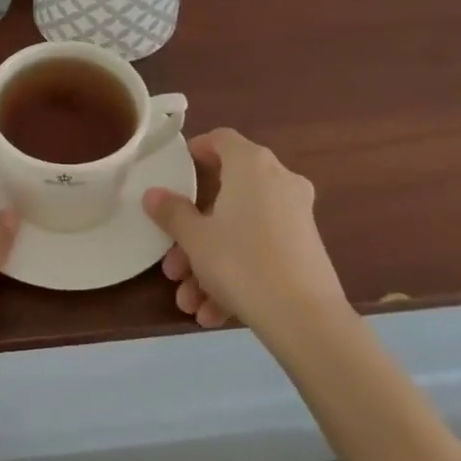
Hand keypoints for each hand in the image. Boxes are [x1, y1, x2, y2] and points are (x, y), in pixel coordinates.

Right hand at [142, 128, 347, 332]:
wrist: (307, 321)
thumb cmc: (242, 262)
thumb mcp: (195, 239)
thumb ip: (172, 213)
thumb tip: (153, 194)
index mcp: (251, 165)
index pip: (222, 139)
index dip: (198, 150)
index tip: (177, 170)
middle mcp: (278, 181)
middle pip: (226, 196)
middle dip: (194, 234)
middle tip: (173, 264)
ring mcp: (296, 216)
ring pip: (241, 231)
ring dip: (210, 264)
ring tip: (189, 301)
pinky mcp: (306, 250)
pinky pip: (261, 252)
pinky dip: (237, 275)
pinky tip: (213, 313)